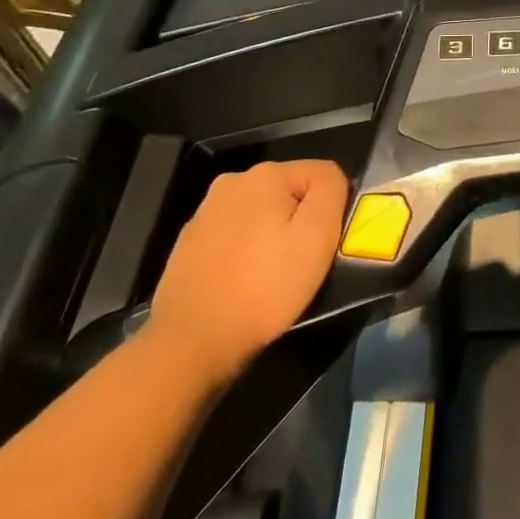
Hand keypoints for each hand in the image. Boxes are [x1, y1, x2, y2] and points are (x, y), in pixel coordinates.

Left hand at [146, 160, 348, 385]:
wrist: (191, 344)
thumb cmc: (264, 287)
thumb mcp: (317, 235)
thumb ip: (331, 190)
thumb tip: (329, 179)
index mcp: (265, 174)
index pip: (321, 175)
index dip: (330, 209)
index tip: (320, 245)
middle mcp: (231, 183)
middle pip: (289, 193)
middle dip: (298, 222)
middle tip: (298, 263)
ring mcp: (204, 214)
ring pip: (261, 216)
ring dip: (271, 237)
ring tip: (269, 278)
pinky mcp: (188, 245)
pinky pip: (234, 238)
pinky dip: (244, 254)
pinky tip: (241, 284)